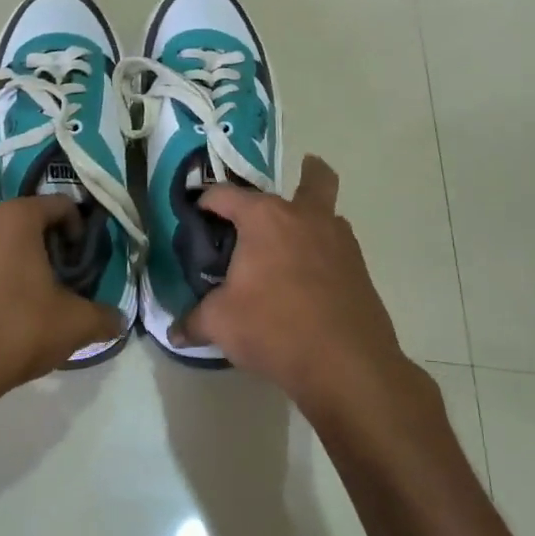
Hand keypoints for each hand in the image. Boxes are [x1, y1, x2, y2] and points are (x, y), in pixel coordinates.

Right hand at [177, 156, 426, 422]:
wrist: (345, 363)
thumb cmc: (273, 327)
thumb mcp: (220, 323)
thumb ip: (194, 321)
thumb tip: (175, 332)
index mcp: (265, 219)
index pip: (226, 195)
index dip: (206, 201)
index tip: (197, 213)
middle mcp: (305, 218)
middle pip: (314, 178)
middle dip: (306, 171)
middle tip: (290, 185)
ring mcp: (339, 242)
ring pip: (329, 214)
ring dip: (312, 219)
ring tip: (289, 247)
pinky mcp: (359, 270)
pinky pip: (337, 249)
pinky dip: (323, 254)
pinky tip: (307, 282)